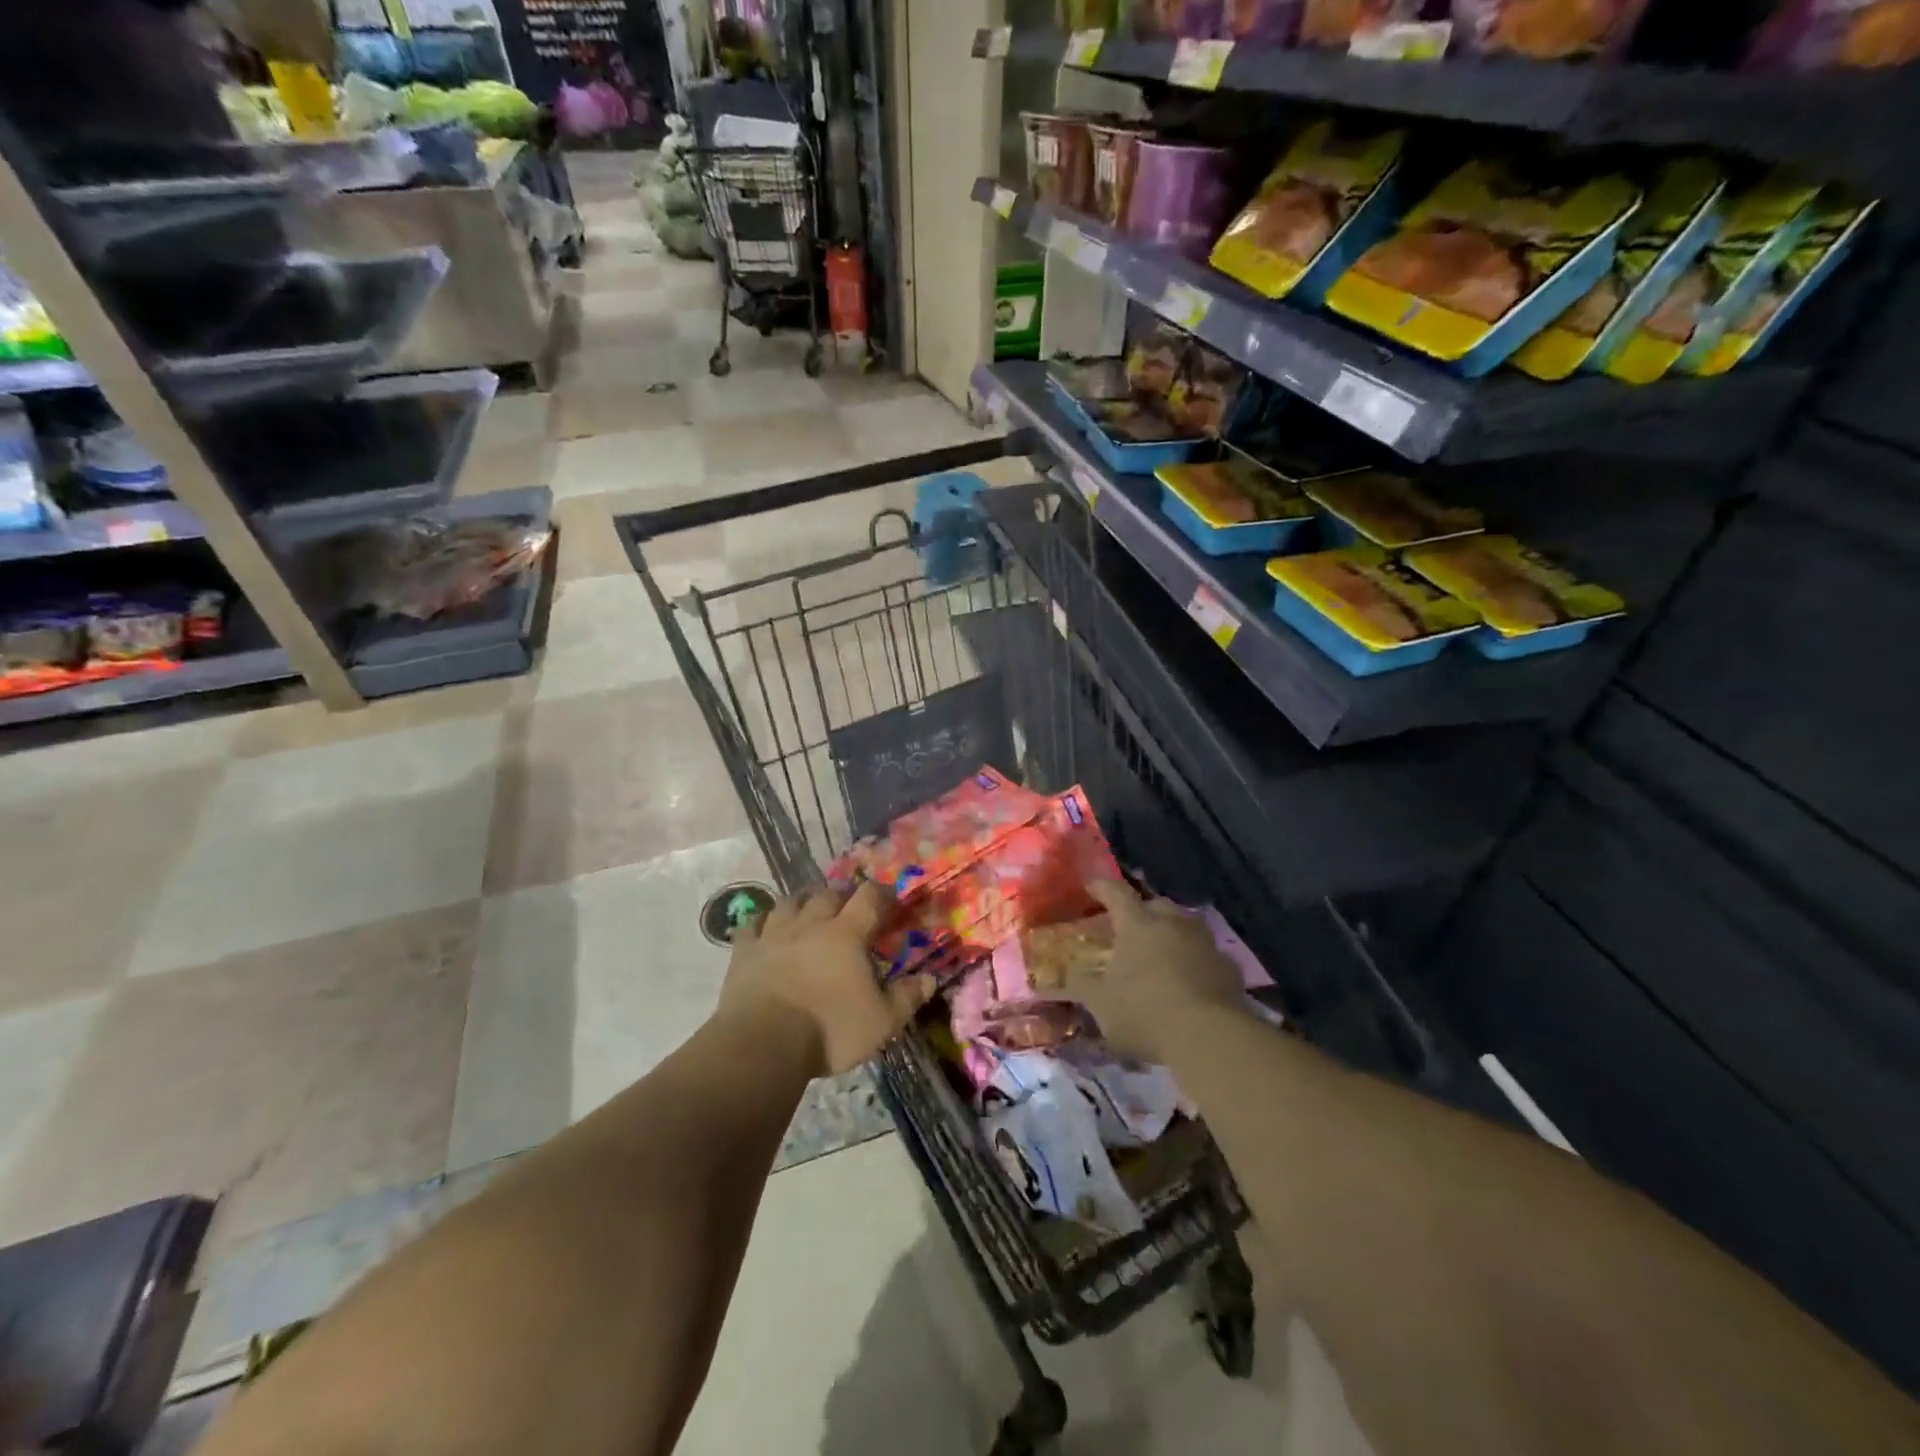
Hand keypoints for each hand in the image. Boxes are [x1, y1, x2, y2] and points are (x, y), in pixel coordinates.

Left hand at [717, 883, 936, 1077]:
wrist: (763, 1044)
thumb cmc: (829, 1031)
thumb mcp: (881, 1022)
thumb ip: (906, 997)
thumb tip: (930, 979)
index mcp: (847, 934)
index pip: (869, 897)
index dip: (882, 893)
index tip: (890, 899)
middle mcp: (811, 923)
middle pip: (828, 893)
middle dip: (842, 894)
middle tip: (849, 905)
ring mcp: (774, 934)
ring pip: (789, 901)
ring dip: (803, 900)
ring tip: (809, 907)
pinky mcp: (744, 951)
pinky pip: (752, 924)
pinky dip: (762, 922)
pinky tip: (766, 928)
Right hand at [1064, 879, 1246, 1064]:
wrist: (1211, 1038)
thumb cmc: (1145, 1012)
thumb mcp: (1101, 1004)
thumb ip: (1080, 986)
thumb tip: (1057, 977)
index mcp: (1138, 924)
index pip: (1116, 893)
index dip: (1101, 887)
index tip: (1090, 886)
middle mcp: (1173, 923)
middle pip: (1156, 905)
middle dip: (1142, 911)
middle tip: (1130, 927)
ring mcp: (1205, 944)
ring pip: (1185, 926)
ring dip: (1171, 933)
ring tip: (1161, 953)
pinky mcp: (1229, 968)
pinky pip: (1206, 954)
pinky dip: (1195, 961)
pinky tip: (1190, 981)